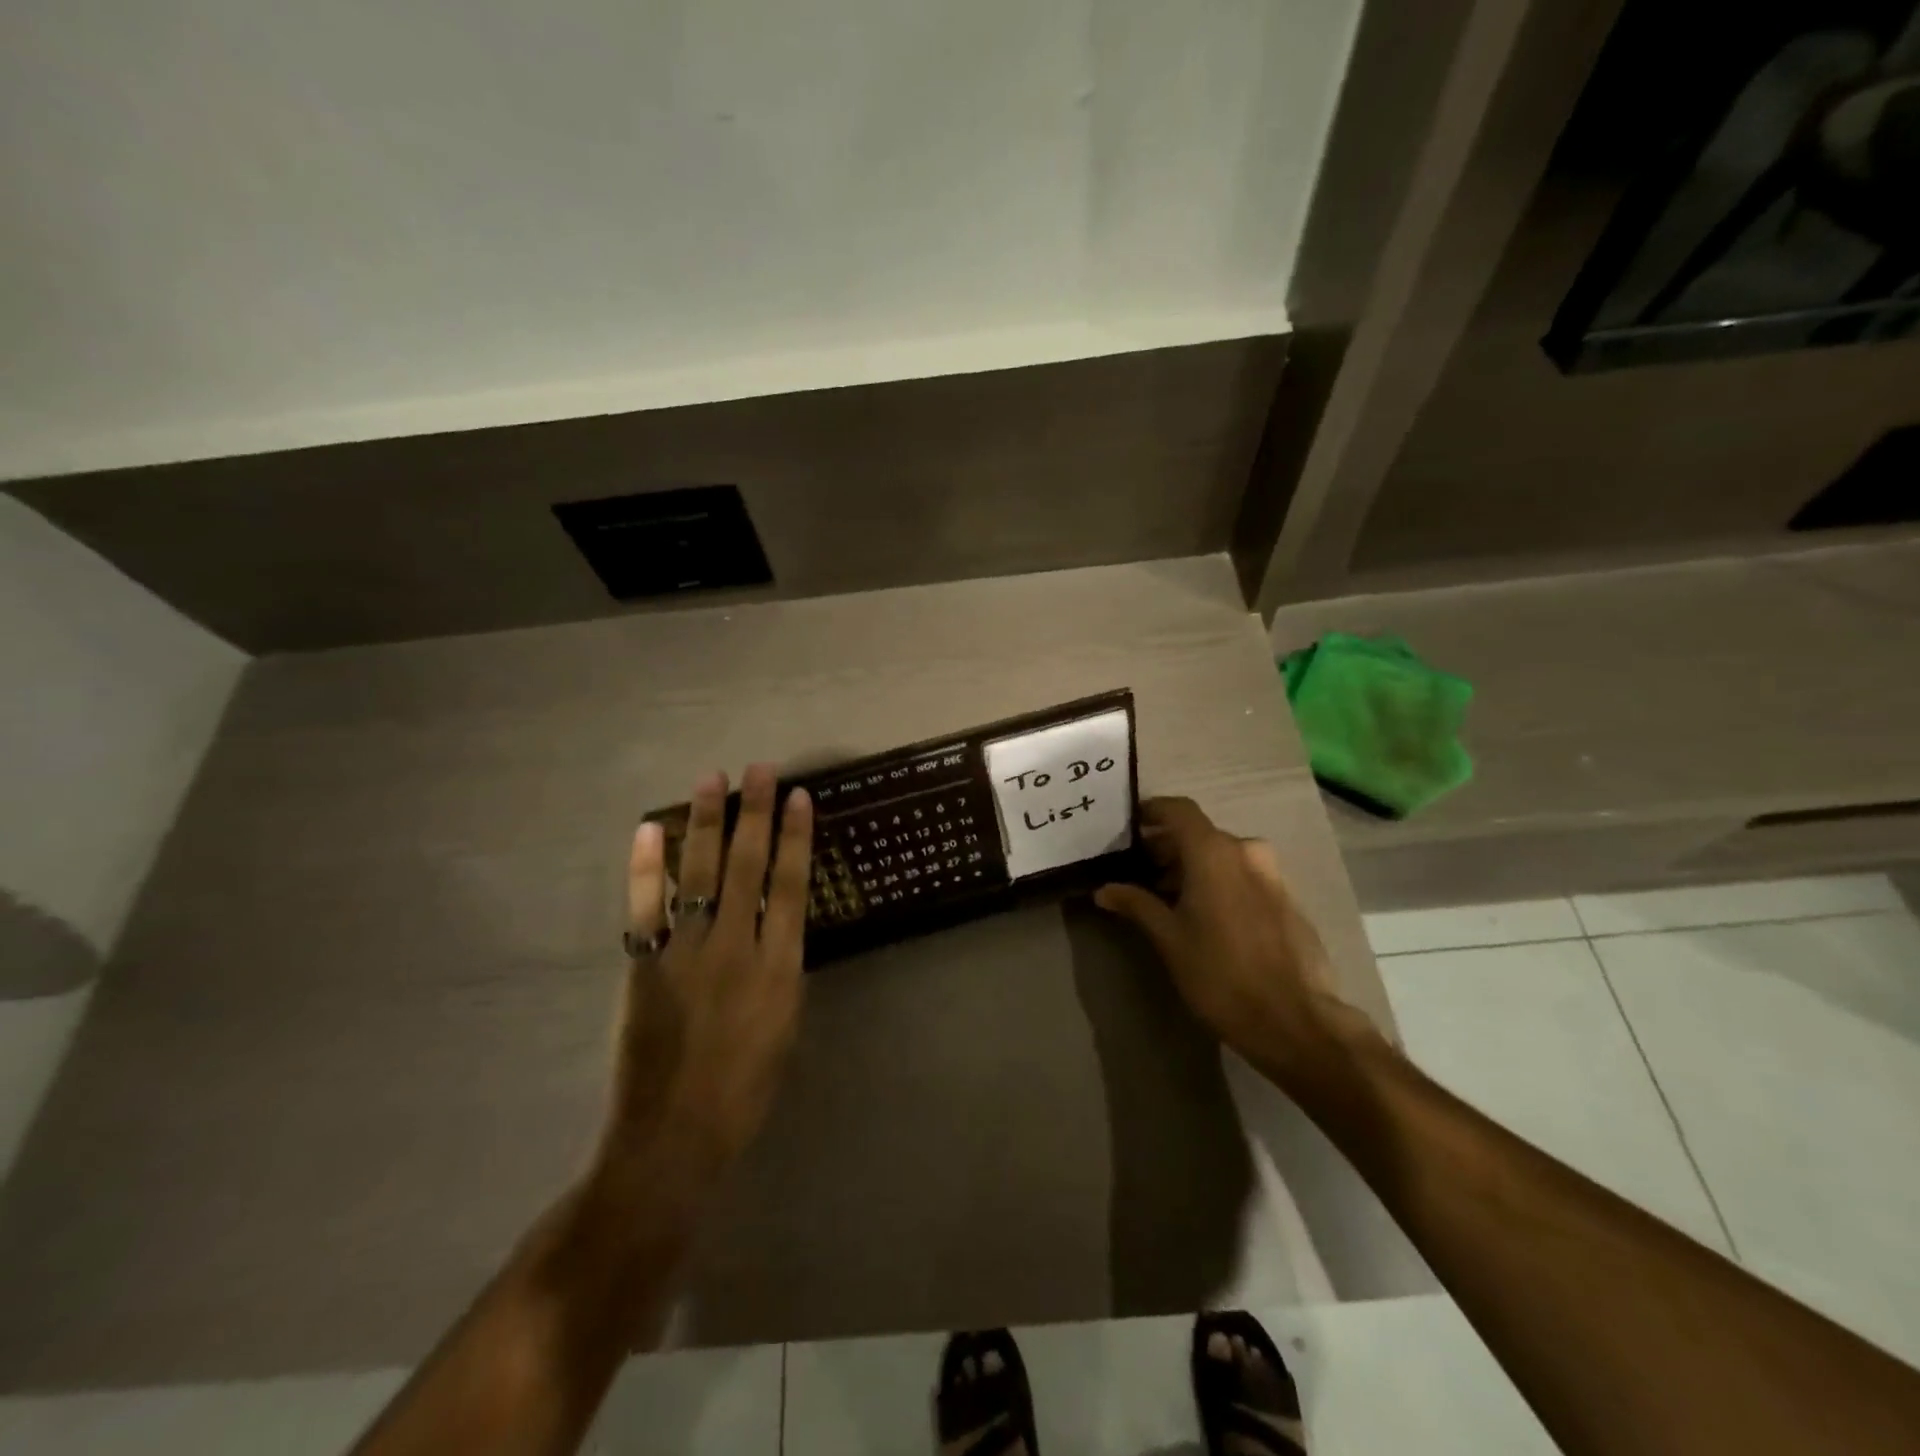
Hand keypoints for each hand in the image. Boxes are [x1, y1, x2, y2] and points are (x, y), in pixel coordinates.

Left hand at [597, 764, 812, 1190]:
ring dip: (706, 824)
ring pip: (700, 873)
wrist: (674, 1137)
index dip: (796, 837)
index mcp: (779, 967)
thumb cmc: (745, 1088)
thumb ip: (782, 968)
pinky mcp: (645, 965)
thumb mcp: (785, 1026)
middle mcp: (736, 948)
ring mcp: (687, 953)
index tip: (799, 797)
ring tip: (710, 779)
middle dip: (755, 813)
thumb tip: (776, 925)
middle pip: (748, 866)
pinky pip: (646, 905)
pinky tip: (649, 829)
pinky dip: (646, 865)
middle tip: (760, 769)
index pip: (791, 885)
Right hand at [1094, 797, 1378, 1091]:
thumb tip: (1105, 889)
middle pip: (1199, 834)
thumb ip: (1136, 904)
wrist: (1295, 1021)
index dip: (1152, 812)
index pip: (1179, 810)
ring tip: (1168, 899)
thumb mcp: (1169, 939)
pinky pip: (1244, 876)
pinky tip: (1205, 916)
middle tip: (1140, 872)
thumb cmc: (1220, 975)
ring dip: (1194, 868)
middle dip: (1168, 848)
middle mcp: (1246, 851)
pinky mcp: (1287, 899)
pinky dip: (1219, 883)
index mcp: (1214, 852)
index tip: (1129, 826)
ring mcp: (1272, 875)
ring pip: (1223, 856)